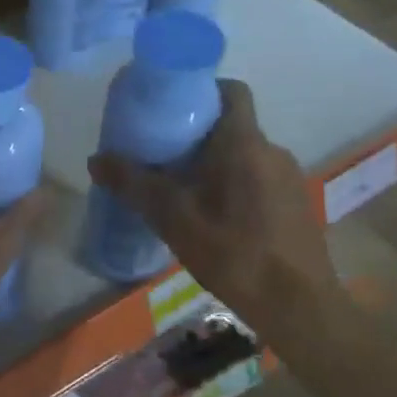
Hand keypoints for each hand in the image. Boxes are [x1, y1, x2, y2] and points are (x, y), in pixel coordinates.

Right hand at [88, 80, 337, 336]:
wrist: (299, 307)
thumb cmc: (234, 252)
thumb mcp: (173, 218)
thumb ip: (133, 184)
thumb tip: (96, 159)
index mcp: (244, 143)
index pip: (231, 90)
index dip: (202, 89)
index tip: (171, 106)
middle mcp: (272, 150)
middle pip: (231, 125)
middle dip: (196, 134)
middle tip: (160, 154)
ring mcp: (289, 178)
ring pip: (244, 155)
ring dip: (214, 163)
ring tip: (181, 189)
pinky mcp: (296, 204)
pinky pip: (257, 178)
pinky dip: (233, 185)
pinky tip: (213, 218)